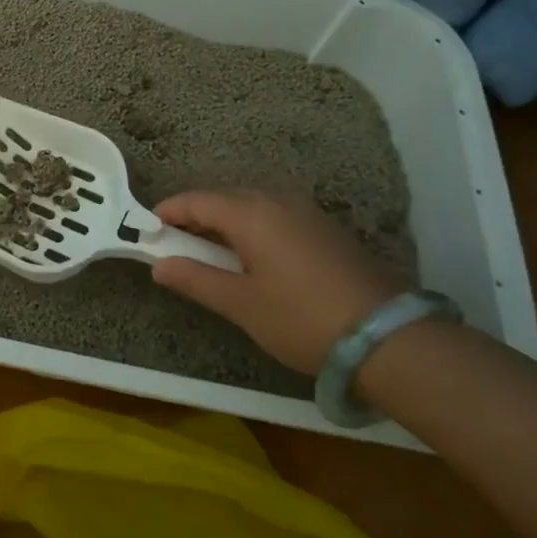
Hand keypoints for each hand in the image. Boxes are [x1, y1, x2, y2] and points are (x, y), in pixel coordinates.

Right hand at [149, 188, 402, 374]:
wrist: (389, 339)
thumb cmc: (302, 319)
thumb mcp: (241, 304)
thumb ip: (195, 279)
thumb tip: (159, 265)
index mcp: (250, 212)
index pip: (196, 200)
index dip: (168, 213)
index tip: (147, 232)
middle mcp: (276, 199)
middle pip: (223, 198)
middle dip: (195, 217)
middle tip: (176, 247)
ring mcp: (305, 211)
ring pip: (250, 206)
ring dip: (224, 223)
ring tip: (211, 255)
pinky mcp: (325, 228)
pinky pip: (274, 216)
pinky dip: (252, 229)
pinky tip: (252, 259)